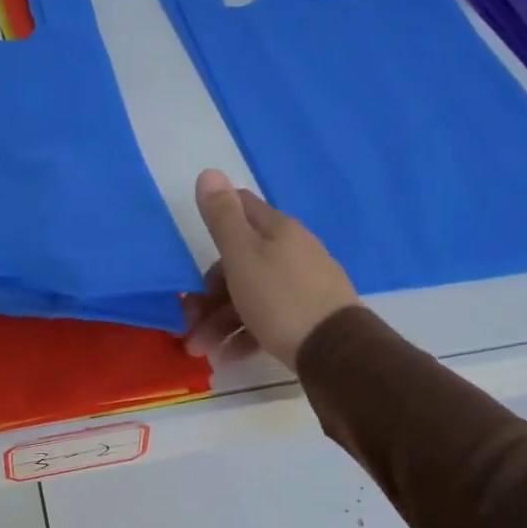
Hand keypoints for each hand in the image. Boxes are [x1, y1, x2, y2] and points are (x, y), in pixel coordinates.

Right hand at [184, 169, 357, 369]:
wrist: (337, 351)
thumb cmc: (279, 298)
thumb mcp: (242, 254)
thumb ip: (222, 216)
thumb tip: (209, 171)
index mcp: (277, 230)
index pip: (241, 207)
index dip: (213, 222)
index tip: (190, 251)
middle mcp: (294, 250)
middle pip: (241, 261)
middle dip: (209, 292)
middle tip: (189, 320)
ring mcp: (304, 284)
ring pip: (251, 294)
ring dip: (221, 321)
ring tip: (203, 349)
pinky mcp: (310, 316)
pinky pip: (268, 317)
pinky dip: (245, 334)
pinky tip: (229, 356)